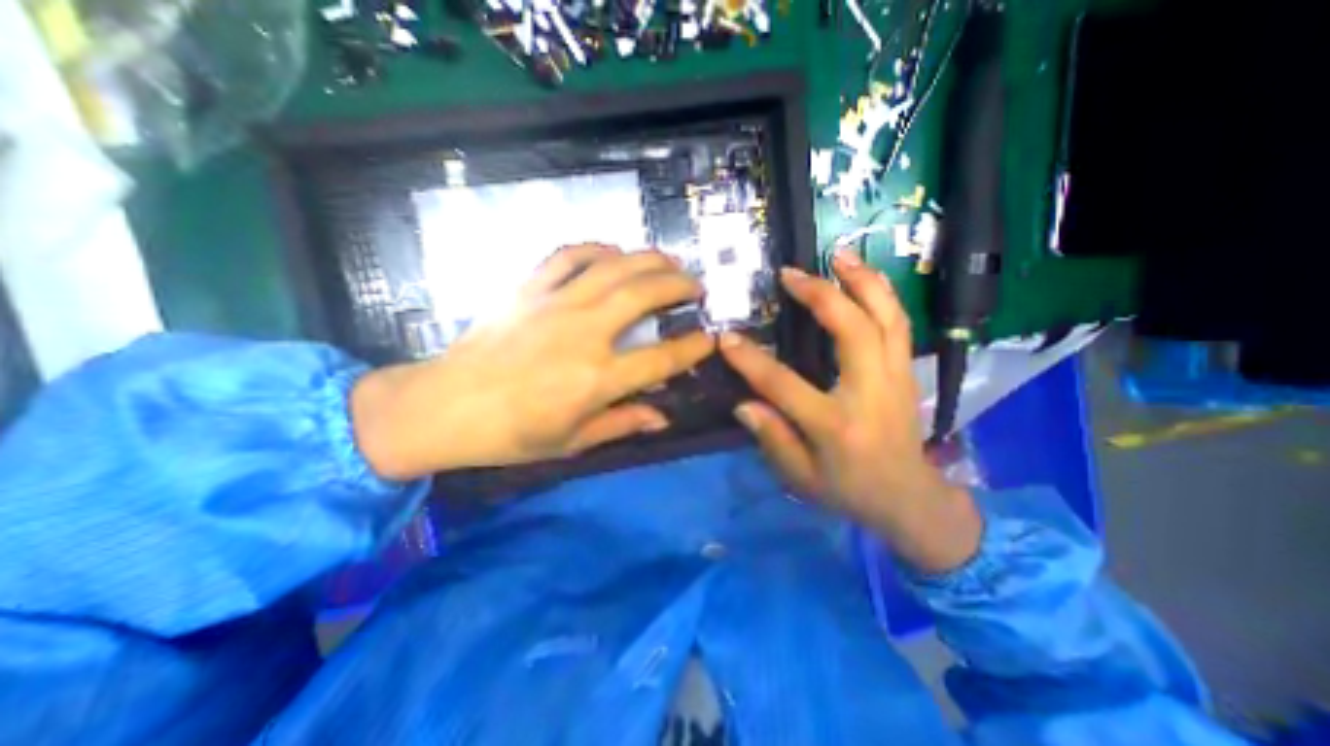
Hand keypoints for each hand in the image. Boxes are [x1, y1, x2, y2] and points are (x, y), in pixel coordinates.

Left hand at [347, 246, 712, 476]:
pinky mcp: (529, 289)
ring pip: (613, 267)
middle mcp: (584, 333)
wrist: (444, 407)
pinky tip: (612, 252)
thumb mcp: (572, 441)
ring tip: (668, 261)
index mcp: (597, 378)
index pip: (662, 358)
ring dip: (648, 259)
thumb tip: (663, 417)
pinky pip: (568, 256)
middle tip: (696, 285)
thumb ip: (622, 424)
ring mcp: (555, 304)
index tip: (710, 337)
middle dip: (679, 285)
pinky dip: (595, 248)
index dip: (693, 346)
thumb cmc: (511, 434)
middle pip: (644, 295)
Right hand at [723, 249, 978, 570]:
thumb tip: (743, 404)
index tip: (725, 338)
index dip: (751, 361)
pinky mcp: (906, 371)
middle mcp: (871, 393)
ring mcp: (896, 377)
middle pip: (853, 331)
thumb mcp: (801, 478)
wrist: (909, 498)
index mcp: (837, 425)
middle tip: (790, 273)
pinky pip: (899, 323)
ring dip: (862, 281)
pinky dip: (882, 294)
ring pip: (887, 317)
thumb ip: (772, 438)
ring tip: (837, 254)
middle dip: (820, 295)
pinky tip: (863, 277)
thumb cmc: (849, 490)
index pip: (785, 385)